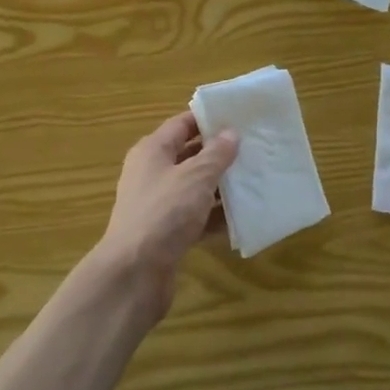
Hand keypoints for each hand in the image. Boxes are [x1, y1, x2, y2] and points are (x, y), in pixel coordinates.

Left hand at [92, 111, 239, 322]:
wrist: (135, 272)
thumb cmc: (165, 212)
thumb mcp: (195, 177)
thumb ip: (216, 154)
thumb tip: (230, 133)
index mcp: (152, 151)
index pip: (181, 124)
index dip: (208, 119)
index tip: (239, 118)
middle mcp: (151, 173)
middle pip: (188, 155)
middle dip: (219, 154)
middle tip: (253, 149)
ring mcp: (158, 205)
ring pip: (194, 188)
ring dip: (220, 187)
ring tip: (254, 181)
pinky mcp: (165, 233)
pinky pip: (195, 217)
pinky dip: (214, 217)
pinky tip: (241, 218)